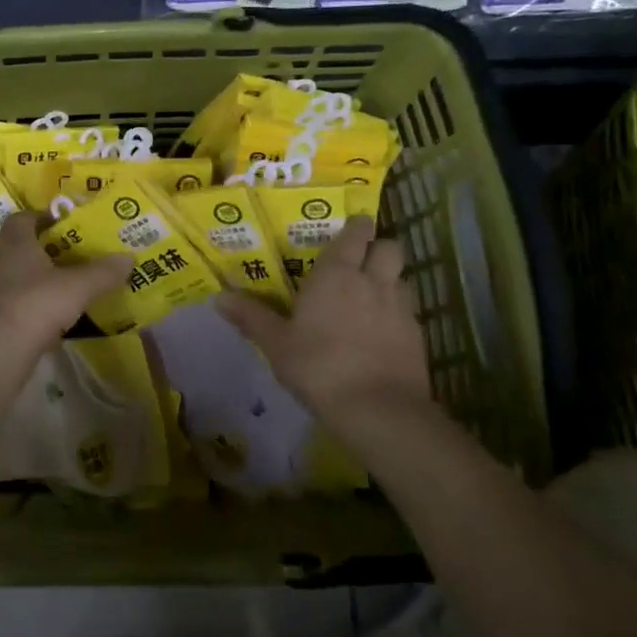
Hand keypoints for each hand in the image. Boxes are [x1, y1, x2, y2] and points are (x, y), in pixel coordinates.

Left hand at [0, 212, 132, 352]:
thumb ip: (103, 272)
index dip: (43, 216)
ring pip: (26, 276)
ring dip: (48, 278)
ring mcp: (0, 291)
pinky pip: (27, 303)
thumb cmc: (37, 303)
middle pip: (26, 247)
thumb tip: (129, 257)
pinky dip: (45, 305)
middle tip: (80, 252)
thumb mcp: (78, 285)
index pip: (22, 218)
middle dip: (51, 249)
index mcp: (17, 243)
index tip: (66, 222)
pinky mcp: (3, 317)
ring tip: (77, 282)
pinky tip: (66, 315)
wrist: (1, 349)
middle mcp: (3, 262)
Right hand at [216, 216, 434, 433]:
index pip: (355, 234)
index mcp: (336, 274)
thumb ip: (251, 316)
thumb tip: (219, 297)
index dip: (356, 227)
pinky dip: (397, 313)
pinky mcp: (418, 336)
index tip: (351, 228)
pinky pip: (409, 310)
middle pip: (389, 247)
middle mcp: (372, 281)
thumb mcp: (276, 344)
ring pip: (402, 278)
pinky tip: (382, 331)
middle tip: (361, 261)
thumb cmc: (318, 366)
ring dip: (390, 279)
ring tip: (372, 296)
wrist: (377, 409)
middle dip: (378, 248)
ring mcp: (400, 308)